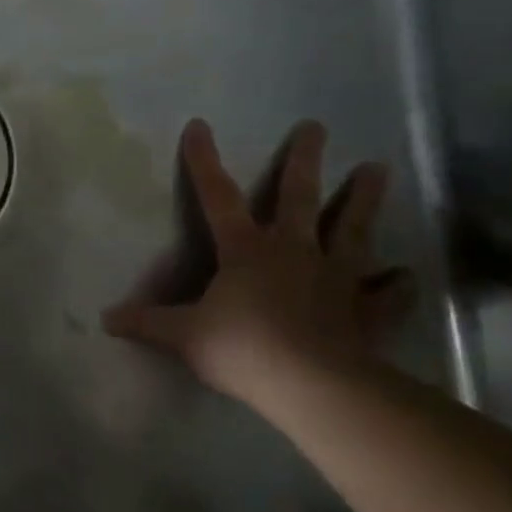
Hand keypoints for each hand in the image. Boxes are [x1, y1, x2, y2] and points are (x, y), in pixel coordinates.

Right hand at [102, 119, 414, 405]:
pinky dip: (396, 283)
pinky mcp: (367, 310)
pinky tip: (405, 275)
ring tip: (378, 169)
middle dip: (304, 161)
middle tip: (315, 127)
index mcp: (245, 250)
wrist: (312, 385)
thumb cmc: (242, 349)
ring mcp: (336, 277)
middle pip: (298, 198)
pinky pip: (386, 292)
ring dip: (364, 199)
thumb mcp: (183, 336)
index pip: (217, 197)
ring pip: (351, 229)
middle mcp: (293, 251)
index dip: (204, 162)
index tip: (199, 126)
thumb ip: (147, 323)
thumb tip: (106, 319)